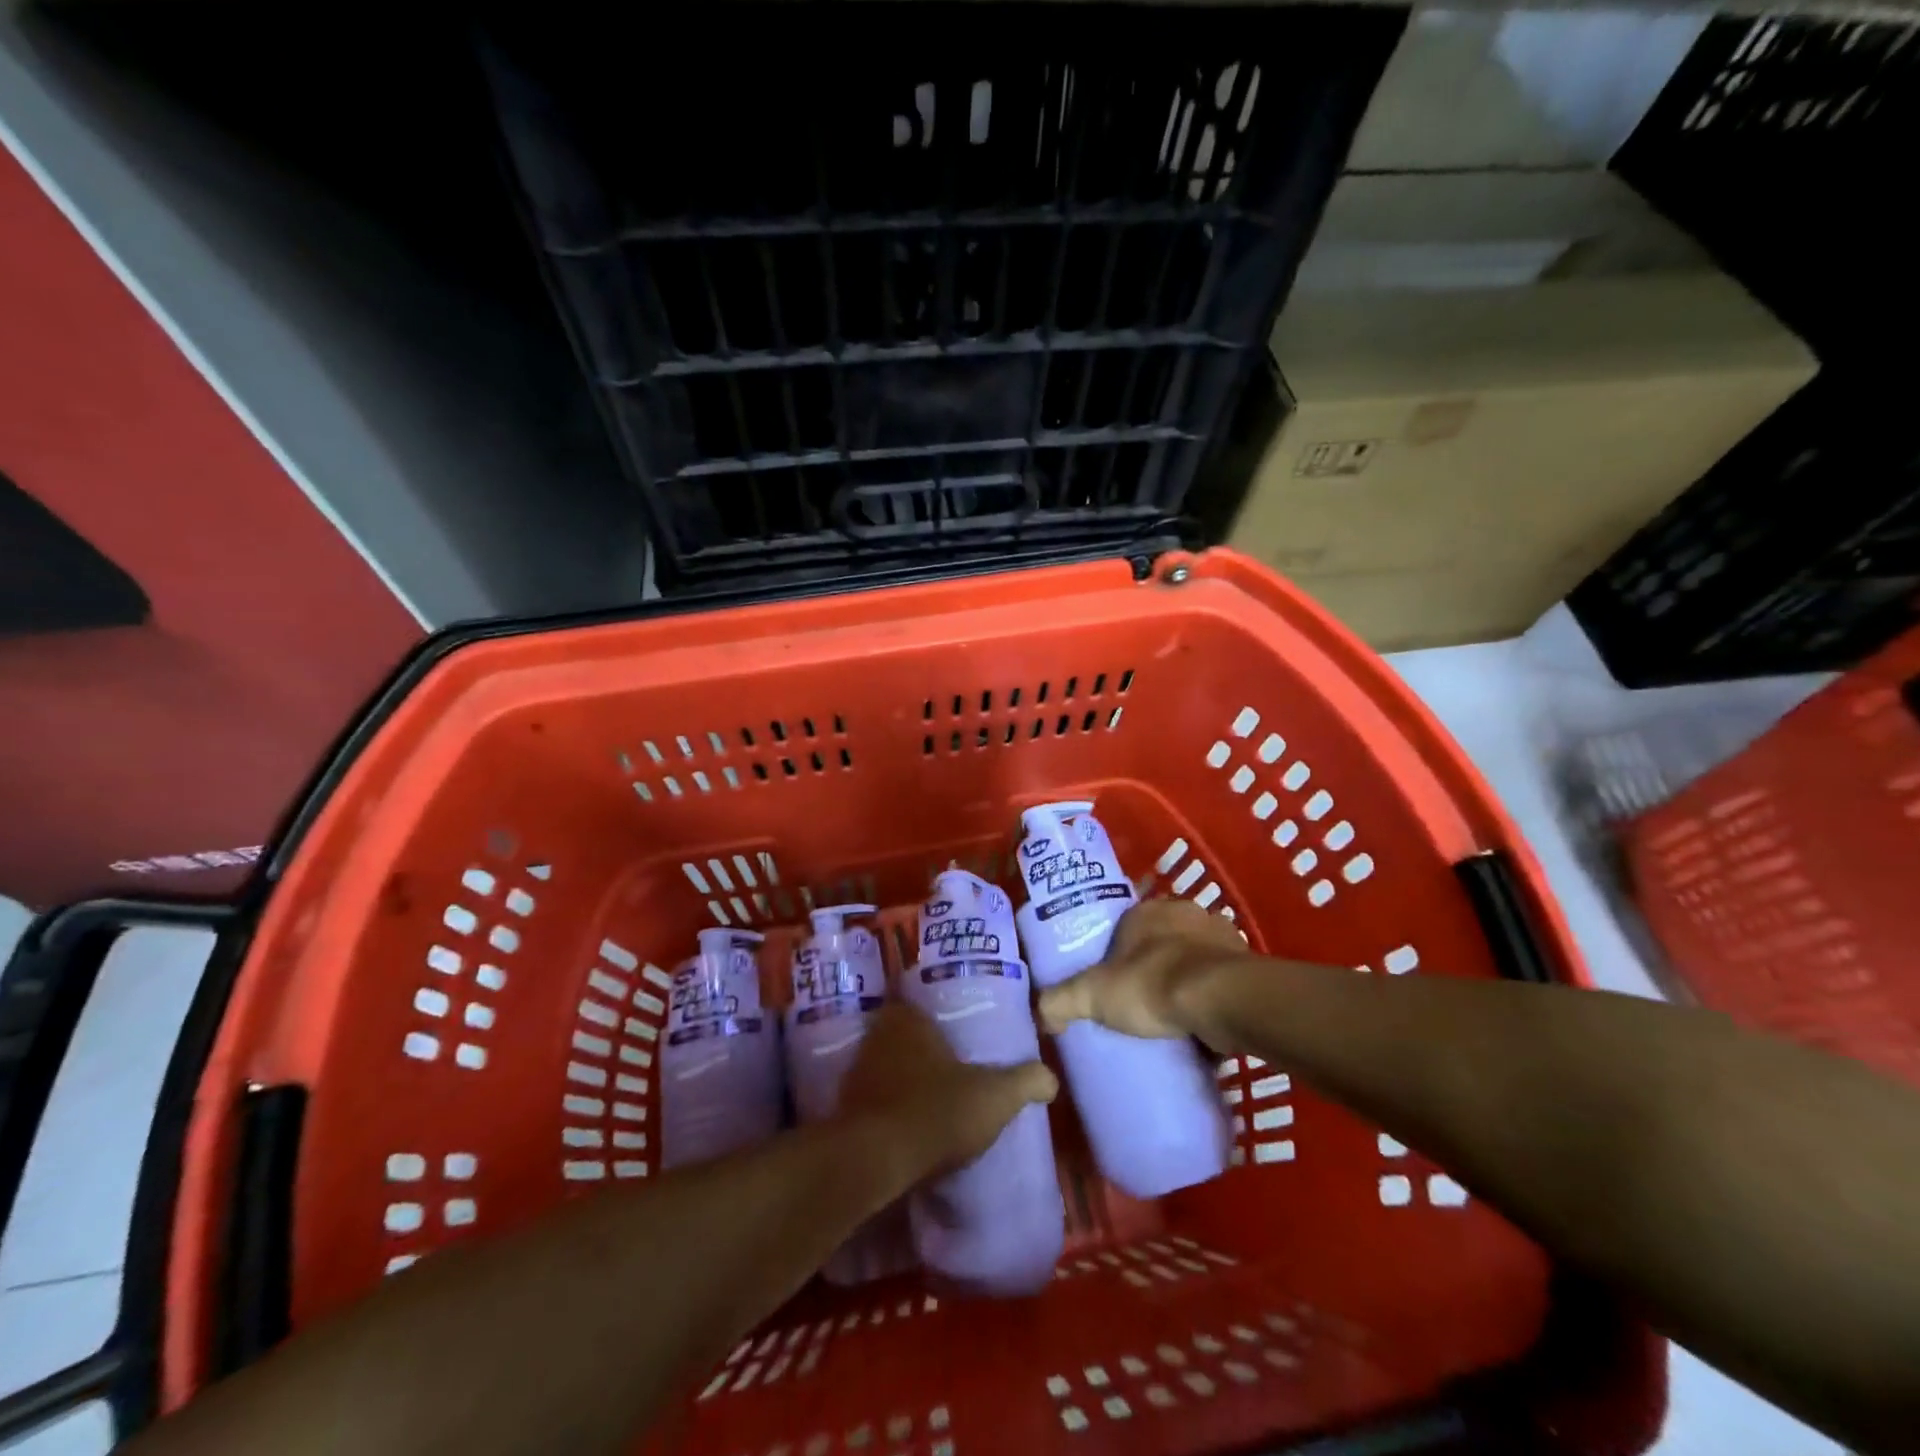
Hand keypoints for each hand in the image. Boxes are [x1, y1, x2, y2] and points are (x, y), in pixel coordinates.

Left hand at [838, 1002, 1057, 1179]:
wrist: (875, 1162)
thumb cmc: (936, 1111)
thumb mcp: (995, 1096)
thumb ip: (1025, 1081)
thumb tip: (1051, 1078)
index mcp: (907, 1017)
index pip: (917, 999)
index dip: (934, 1010)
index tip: (952, 1025)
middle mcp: (876, 1035)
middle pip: (900, 1032)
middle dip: (920, 1045)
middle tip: (947, 1060)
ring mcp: (856, 1071)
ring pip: (884, 1064)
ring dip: (901, 1077)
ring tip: (930, 1094)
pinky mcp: (844, 1109)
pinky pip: (871, 1098)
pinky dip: (886, 1106)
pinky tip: (907, 1124)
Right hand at [1037, 898, 1249, 1041]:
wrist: (1223, 1000)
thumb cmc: (1153, 984)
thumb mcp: (1093, 995)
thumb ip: (1060, 1000)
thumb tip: (1040, 1014)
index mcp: (1147, 911)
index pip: (1126, 925)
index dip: (1118, 952)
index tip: (1114, 982)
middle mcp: (1186, 914)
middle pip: (1163, 940)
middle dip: (1155, 965)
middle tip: (1143, 1001)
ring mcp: (1221, 937)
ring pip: (1196, 958)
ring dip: (1189, 980)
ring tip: (1176, 1019)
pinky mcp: (1247, 965)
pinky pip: (1223, 981)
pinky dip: (1215, 999)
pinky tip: (1207, 1027)